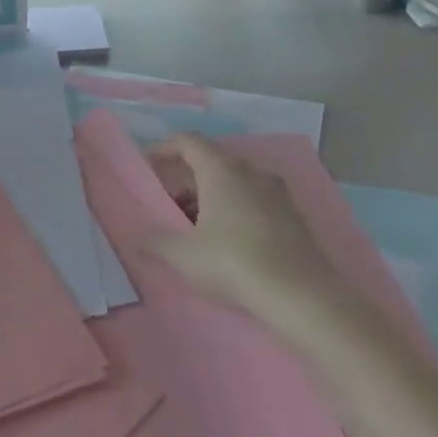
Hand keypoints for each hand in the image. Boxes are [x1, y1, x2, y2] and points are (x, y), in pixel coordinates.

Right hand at [144, 134, 335, 336]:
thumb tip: (136, 237)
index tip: (150, 162)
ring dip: (213, 196)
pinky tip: (229, 241)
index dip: (166, 147)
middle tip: (171, 206)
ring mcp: (277, 193)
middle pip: (213, 162)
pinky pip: (256, 200)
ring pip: (236, 182)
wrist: (301, 295)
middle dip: (188, 180)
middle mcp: (251, 172)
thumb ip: (156, 242)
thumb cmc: (233, 263)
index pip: (189, 142)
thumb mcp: (184, 256)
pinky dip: (237, 209)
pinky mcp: (294, 216)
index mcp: (221, 170)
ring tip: (197, 228)